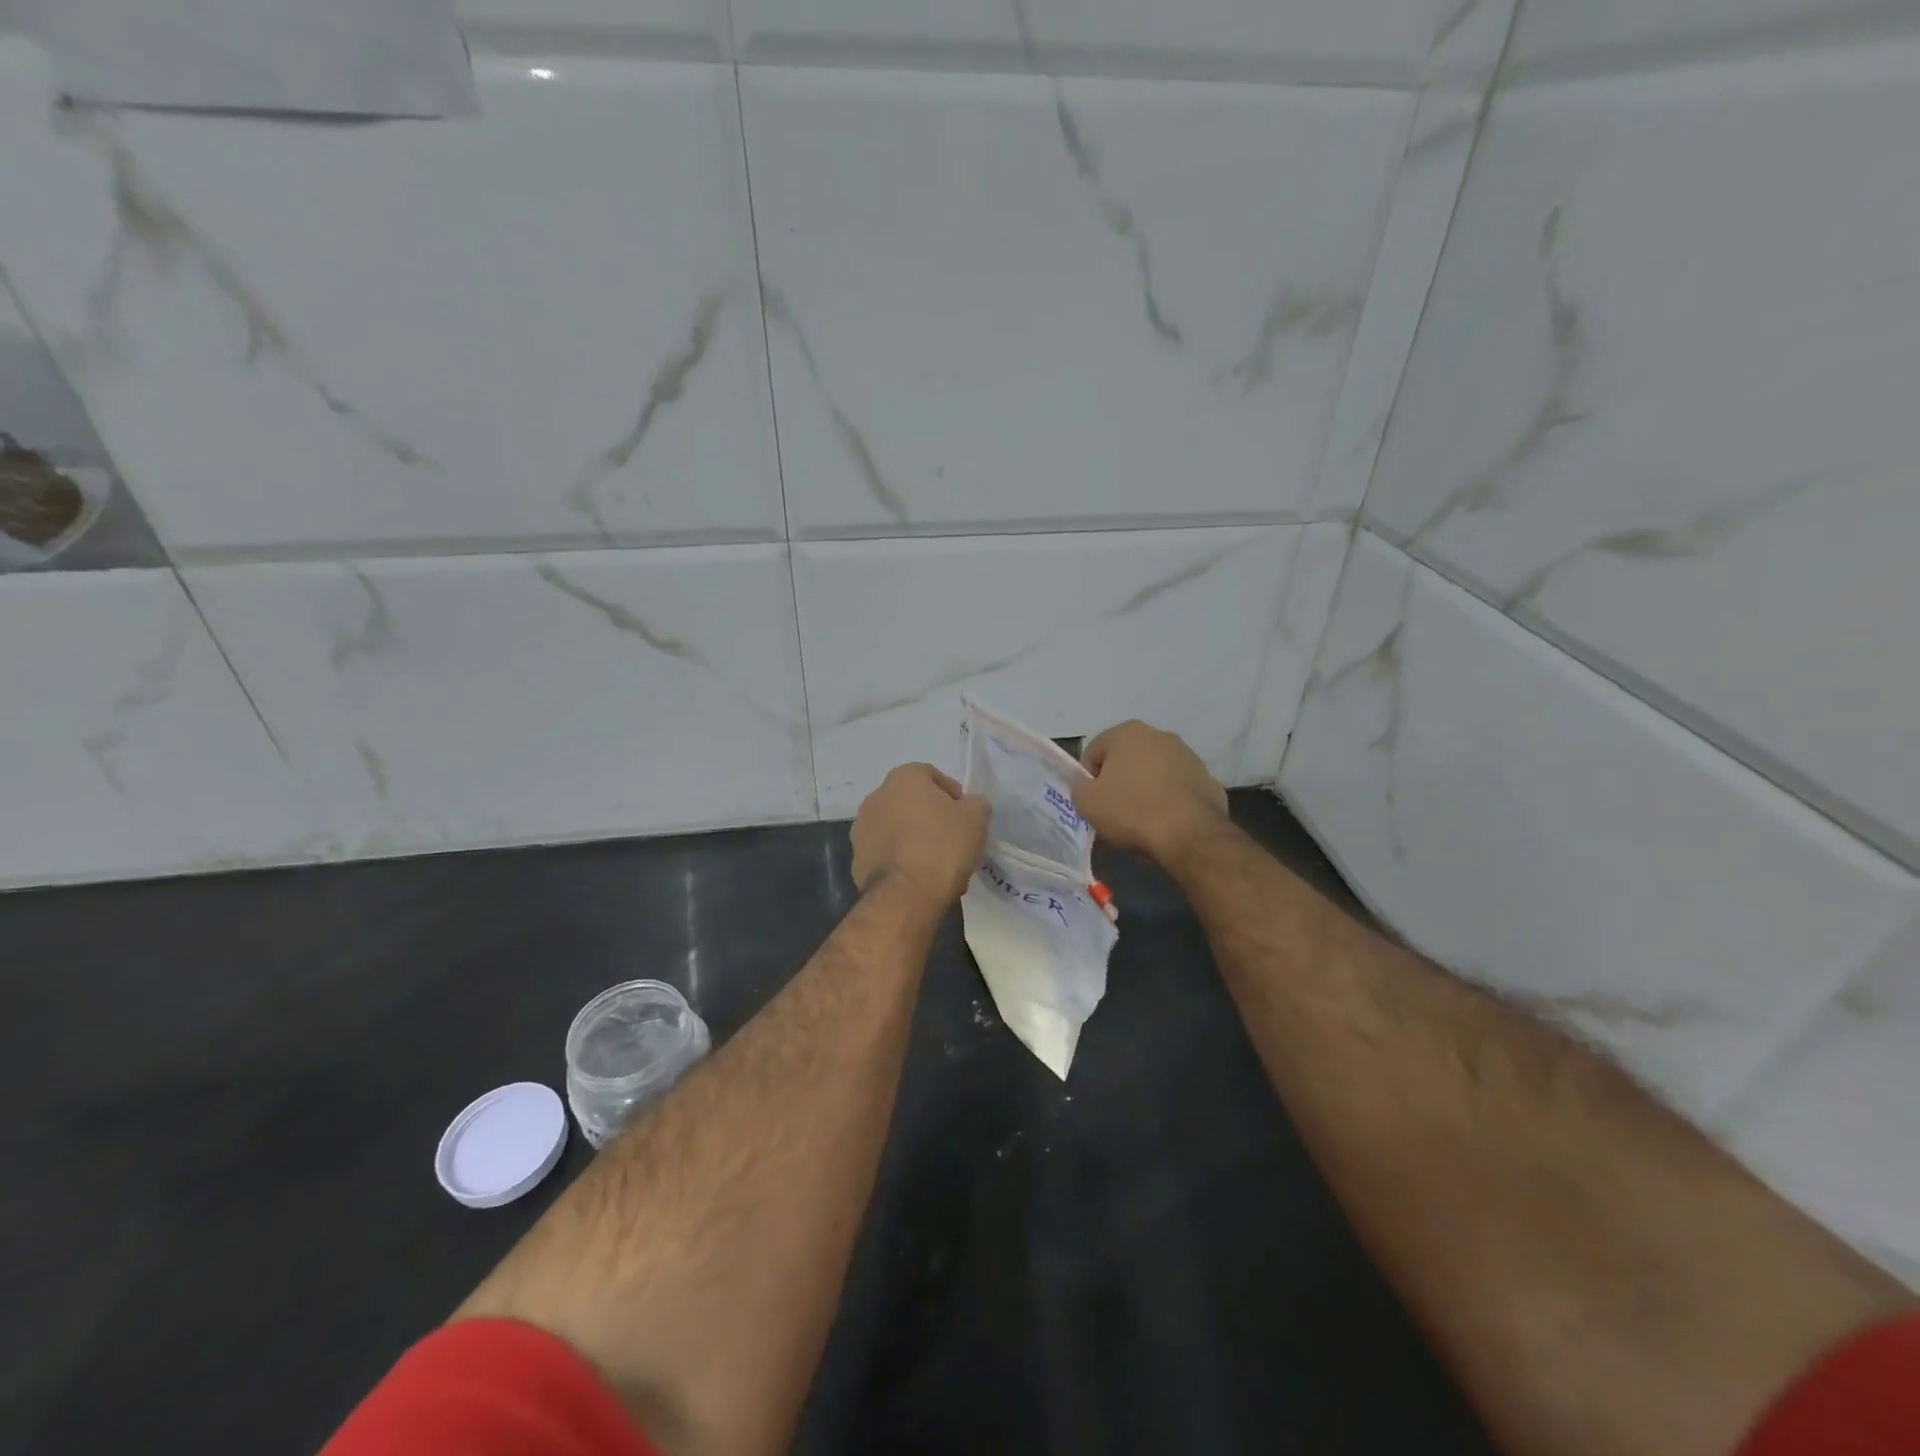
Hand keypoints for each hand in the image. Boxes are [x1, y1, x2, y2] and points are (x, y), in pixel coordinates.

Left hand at [851, 764, 989, 908]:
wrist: (906, 895)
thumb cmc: (943, 845)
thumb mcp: (977, 817)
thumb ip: (975, 803)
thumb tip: (970, 805)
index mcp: (902, 778)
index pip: (931, 776)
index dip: (952, 795)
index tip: (965, 817)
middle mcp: (876, 797)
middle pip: (911, 803)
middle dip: (931, 819)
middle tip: (952, 841)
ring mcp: (861, 829)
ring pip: (897, 830)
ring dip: (915, 840)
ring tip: (938, 865)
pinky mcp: (857, 859)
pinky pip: (886, 854)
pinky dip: (901, 861)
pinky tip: (920, 880)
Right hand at [1073, 721, 1227, 864]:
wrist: (1190, 835)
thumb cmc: (1131, 811)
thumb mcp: (1086, 802)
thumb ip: (1078, 785)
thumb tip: (1084, 782)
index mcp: (1128, 733)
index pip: (1093, 753)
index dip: (1088, 780)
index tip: (1093, 803)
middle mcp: (1160, 735)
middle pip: (1125, 761)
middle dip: (1118, 784)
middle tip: (1114, 814)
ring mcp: (1188, 757)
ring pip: (1153, 775)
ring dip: (1144, 793)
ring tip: (1141, 823)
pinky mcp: (1208, 780)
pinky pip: (1177, 790)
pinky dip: (1169, 803)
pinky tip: (1166, 825)